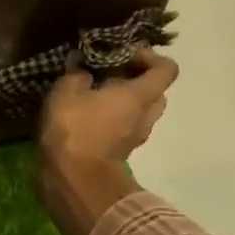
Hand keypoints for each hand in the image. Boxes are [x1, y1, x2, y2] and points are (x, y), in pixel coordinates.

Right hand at [35, 49, 177, 234]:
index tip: (123, 54)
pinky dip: (112, 121)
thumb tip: (82, 66)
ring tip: (94, 97)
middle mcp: (146, 116)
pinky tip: (86, 118)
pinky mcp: (120, 153)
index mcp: (141, 95)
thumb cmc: (75, 129)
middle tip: (110, 75)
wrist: (73, 180)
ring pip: (140, 113)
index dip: (149, 56)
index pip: (166, 68)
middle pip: (156, 91)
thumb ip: (77, 73)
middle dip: (136, 80)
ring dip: (124, 103)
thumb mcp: (68, 90)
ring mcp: (135, 138)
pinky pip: (124, 129)